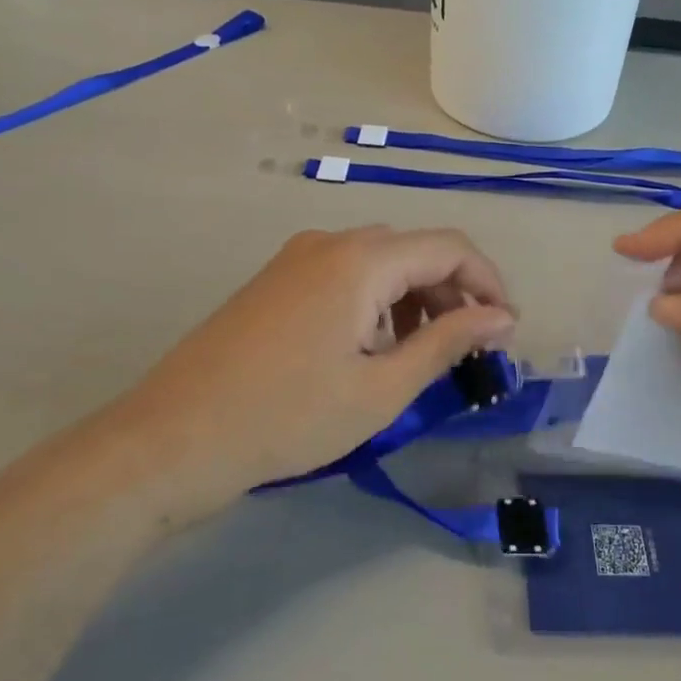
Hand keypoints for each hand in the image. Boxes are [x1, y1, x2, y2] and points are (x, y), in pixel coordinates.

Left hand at [91, 226, 515, 507]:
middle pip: (415, 250)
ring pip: (380, 263)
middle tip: (471, 350)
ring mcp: (297, 258)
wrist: (174, 438)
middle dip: (454, 294)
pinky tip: (372, 349)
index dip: (489, 284)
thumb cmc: (289, 417)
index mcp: (361, 259)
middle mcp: (330, 242)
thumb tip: (502, 318)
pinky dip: (377, 303)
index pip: (450, 247)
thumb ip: (448, 342)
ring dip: (416, 299)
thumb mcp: (382, 387)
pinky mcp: (276, 280)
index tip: (506, 333)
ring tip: (422, 356)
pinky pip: (345, 276)